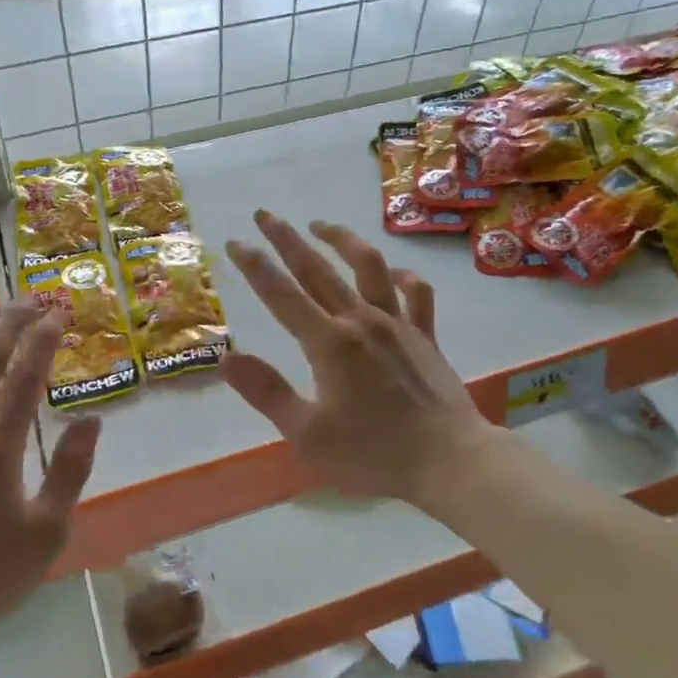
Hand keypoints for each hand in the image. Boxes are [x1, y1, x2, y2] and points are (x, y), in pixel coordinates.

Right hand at [220, 211, 493, 504]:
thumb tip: (226, 358)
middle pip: (318, 269)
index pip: (282, 295)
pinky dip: (403, 276)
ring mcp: (398, 324)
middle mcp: (361, 321)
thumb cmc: (374, 455)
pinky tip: (393, 271)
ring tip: (321, 225)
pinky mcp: (426, 336)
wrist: (451, 462)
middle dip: (287, 240)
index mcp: (329, 344)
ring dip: (342, 240)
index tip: (235, 242)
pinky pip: (417, 293)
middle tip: (265, 214)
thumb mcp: (308, 434)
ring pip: (369, 266)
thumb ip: (267, 392)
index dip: (256, 266)